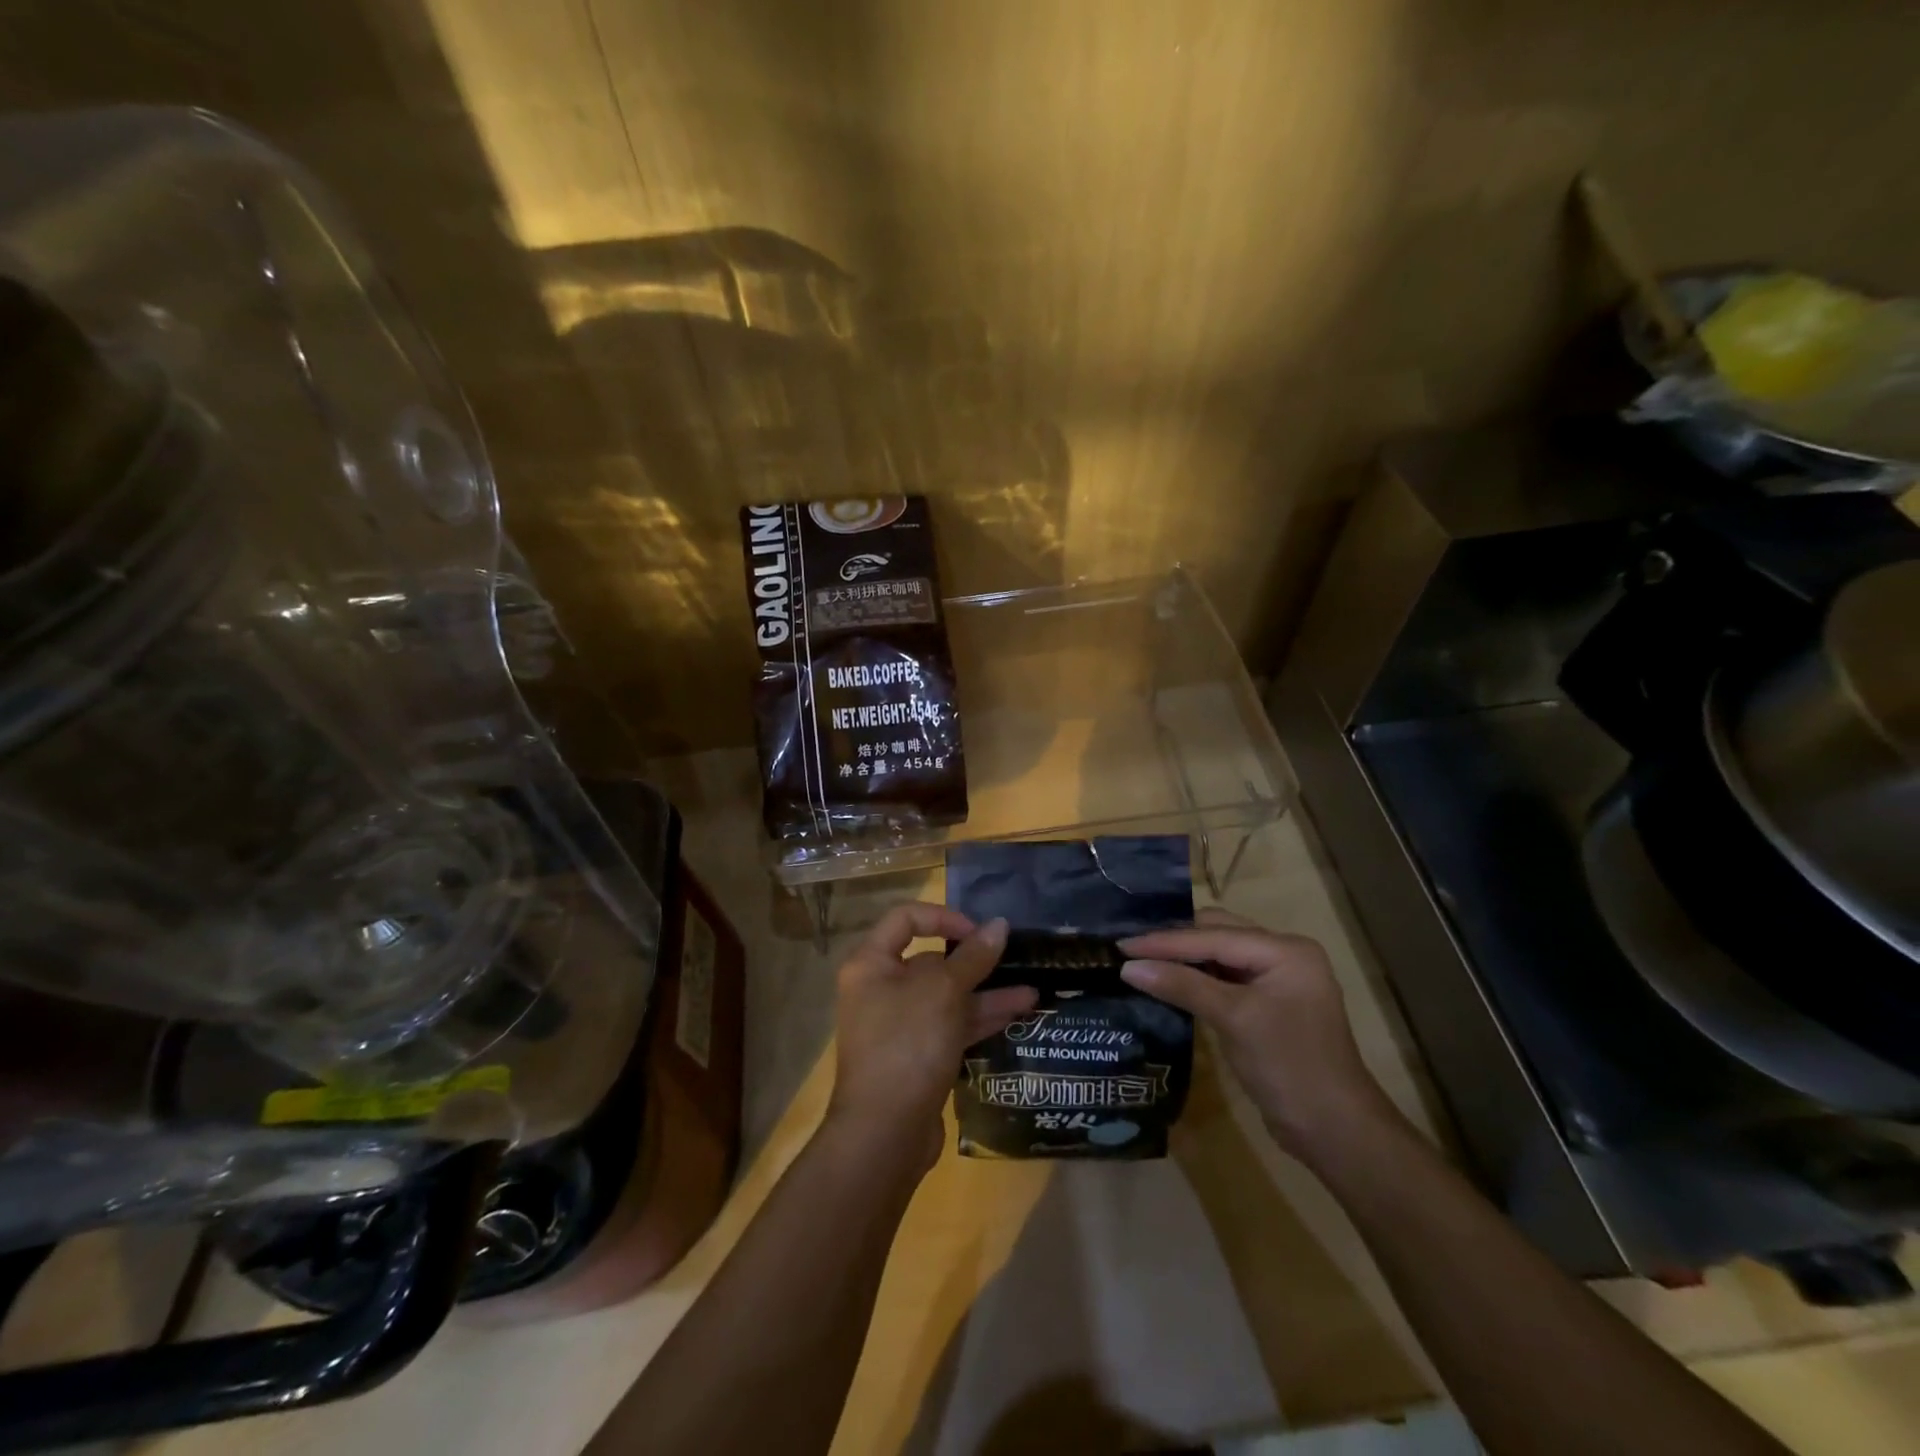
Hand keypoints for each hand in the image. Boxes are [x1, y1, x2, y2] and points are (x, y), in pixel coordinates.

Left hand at [826, 904, 1034, 1172]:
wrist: (885, 1133)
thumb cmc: (907, 1044)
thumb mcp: (944, 992)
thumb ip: (973, 957)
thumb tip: (999, 925)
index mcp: (872, 964)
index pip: (906, 919)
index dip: (944, 917)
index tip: (979, 931)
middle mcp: (881, 990)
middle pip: (930, 960)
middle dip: (974, 961)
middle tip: (1014, 960)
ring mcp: (899, 1026)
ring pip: (947, 997)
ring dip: (986, 993)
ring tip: (1031, 993)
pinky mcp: (917, 1056)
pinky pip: (951, 1026)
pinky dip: (980, 1020)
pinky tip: (1017, 1016)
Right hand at [1119, 908, 1397, 1164]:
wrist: (1334, 1131)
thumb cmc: (1288, 1067)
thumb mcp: (1233, 1019)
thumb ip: (1182, 985)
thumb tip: (1129, 967)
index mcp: (1285, 950)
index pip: (1214, 936)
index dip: (1165, 941)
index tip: (1122, 944)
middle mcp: (1283, 955)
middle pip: (1217, 935)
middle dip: (1174, 941)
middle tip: (1130, 948)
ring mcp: (1276, 980)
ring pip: (1218, 955)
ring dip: (1183, 959)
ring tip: (1141, 961)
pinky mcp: (1267, 1004)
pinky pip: (1224, 978)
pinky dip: (1196, 978)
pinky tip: (1168, 982)